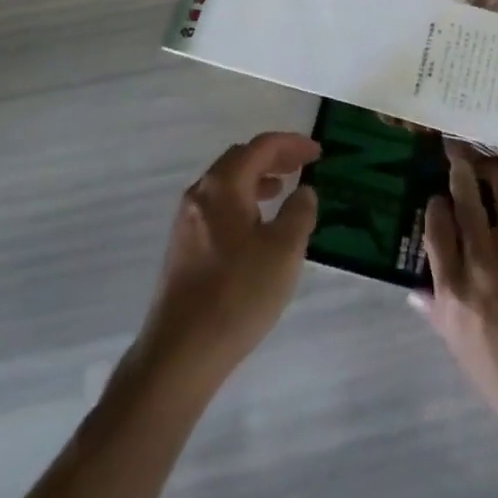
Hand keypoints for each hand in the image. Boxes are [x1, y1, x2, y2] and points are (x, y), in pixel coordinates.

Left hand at [136, 132, 320, 390]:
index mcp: (223, 186)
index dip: (292, 144)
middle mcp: (200, 194)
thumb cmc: (237, 295)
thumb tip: (304, 191)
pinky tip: (256, 227)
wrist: (179, 354)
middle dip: (273, 157)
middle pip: (240, 159)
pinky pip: (218, 207)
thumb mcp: (284, 251)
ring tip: (282, 190)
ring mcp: (187, 221)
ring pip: (226, 184)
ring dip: (257, 179)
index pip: (261, 147)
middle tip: (301, 165)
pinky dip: (242, 201)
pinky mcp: (183, 248)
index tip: (317, 152)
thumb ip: (299, 213)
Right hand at [413, 144, 497, 450]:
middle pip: (466, 200)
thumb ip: (441, 316)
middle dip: (462, 173)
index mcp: (455, 290)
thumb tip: (416, 291)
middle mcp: (483, 261)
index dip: (436, 207)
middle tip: (461, 158)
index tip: (438, 198)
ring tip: (497, 171)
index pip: (436, 229)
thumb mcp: (466, 357)